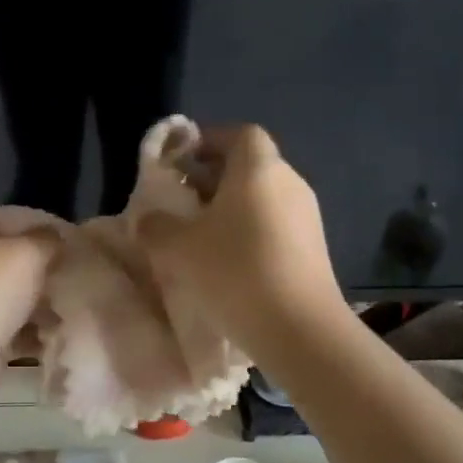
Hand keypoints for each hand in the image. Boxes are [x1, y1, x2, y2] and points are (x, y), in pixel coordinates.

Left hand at [0, 208, 55, 387]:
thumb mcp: (28, 252)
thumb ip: (48, 239)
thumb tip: (57, 237)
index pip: (2, 217)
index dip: (35, 226)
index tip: (65, 241)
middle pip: (7, 258)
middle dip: (40, 268)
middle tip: (73, 274)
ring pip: (9, 294)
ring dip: (38, 303)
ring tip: (70, 307)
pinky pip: (7, 326)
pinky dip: (29, 331)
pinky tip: (55, 335)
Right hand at [138, 126, 343, 349]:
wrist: (300, 329)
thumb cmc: (235, 271)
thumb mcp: (178, 248)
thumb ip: (156, 225)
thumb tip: (148, 218)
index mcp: (258, 168)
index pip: (239, 133)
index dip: (209, 141)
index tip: (181, 163)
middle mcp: (289, 182)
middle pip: (250, 165)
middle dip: (214, 178)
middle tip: (183, 202)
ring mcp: (307, 215)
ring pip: (263, 197)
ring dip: (232, 208)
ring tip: (201, 236)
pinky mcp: (315, 247)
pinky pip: (276, 224)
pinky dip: (251, 231)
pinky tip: (230, 262)